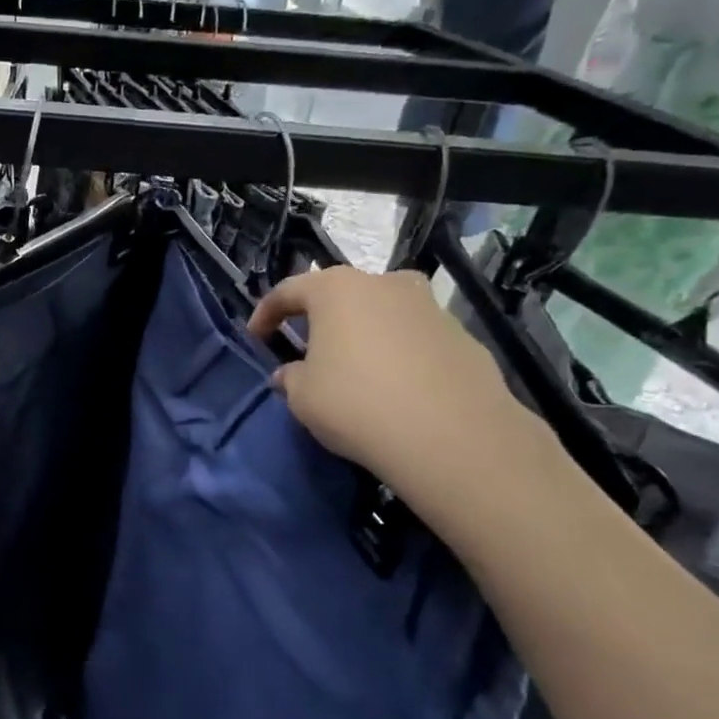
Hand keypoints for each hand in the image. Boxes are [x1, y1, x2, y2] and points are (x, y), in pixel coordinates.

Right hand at [249, 267, 555, 511]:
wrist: (450, 434)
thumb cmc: (355, 403)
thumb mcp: (302, 396)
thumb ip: (290, 377)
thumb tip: (291, 373)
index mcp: (337, 289)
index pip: (289, 290)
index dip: (266, 313)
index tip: (256, 337)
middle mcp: (385, 284)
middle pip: (342, 295)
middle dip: (321, 320)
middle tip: (308, 350)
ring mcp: (430, 307)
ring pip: (383, 314)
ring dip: (364, 335)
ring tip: (355, 371)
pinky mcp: (462, 336)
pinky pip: (415, 339)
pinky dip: (399, 355)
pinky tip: (395, 390)